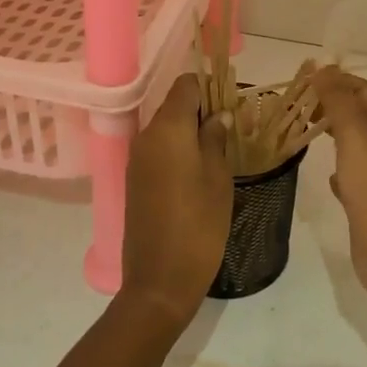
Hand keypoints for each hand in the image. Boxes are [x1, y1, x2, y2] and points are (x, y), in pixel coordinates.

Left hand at [121, 74, 232, 324]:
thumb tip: (217, 115)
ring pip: (165, 128)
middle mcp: (146, 136)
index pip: (186, 86)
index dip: (209, 87)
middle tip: (230, 129)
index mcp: (168, 129)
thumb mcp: (218, 178)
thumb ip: (216, 139)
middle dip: (201, 110)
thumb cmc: (198, 225)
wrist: (159, 280)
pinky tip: (197, 170)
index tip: (231, 103)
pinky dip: (177, 150)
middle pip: (174, 105)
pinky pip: (157, 150)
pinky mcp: (134, 179)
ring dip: (189, 131)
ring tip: (218, 151)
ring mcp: (137, 159)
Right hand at [310, 68, 366, 299]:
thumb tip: (323, 69)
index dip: (338, 81)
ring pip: (357, 144)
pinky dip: (339, 167)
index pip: (366, 91)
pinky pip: (355, 174)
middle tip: (299, 104)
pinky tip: (326, 174)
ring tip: (304, 130)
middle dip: (333, 105)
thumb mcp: (356, 135)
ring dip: (334, 133)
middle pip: (362, 115)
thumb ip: (339, 100)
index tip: (305, 79)